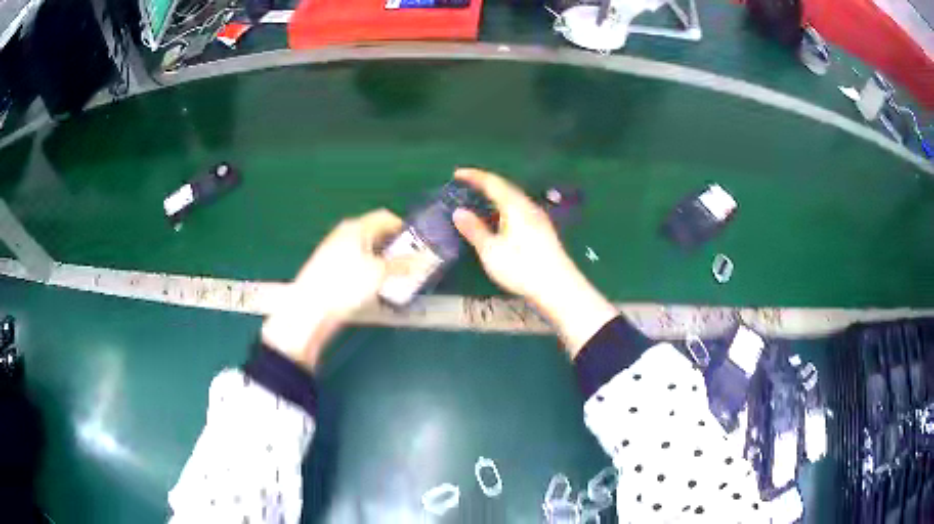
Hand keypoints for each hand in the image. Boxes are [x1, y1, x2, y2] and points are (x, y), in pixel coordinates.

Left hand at [262, 209, 402, 369]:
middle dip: (395, 248)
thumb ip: (403, 264)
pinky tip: (374, 287)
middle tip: (409, 265)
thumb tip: (423, 259)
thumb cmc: (345, 283)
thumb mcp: (379, 273)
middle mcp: (345, 234)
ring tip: (395, 279)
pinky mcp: (330, 267)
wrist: (310, 307)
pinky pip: (356, 263)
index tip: (418, 245)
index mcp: (357, 227)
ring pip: (367, 250)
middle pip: (377, 234)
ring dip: (383, 262)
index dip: (404, 229)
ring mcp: (335, 250)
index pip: (386, 217)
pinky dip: (369, 271)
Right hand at [452, 168, 617, 354]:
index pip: (492, 183)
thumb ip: (474, 229)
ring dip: (497, 197)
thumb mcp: (491, 251)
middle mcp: (529, 207)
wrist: (558, 288)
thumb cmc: (522, 268)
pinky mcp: (544, 231)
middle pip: (506, 188)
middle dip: (486, 184)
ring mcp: (539, 219)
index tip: (457, 174)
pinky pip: (521, 210)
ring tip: (482, 202)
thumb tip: (458, 212)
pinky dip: (506, 209)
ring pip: (515, 200)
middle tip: (468, 185)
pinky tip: (502, 221)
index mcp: (515, 206)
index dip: (474, 176)